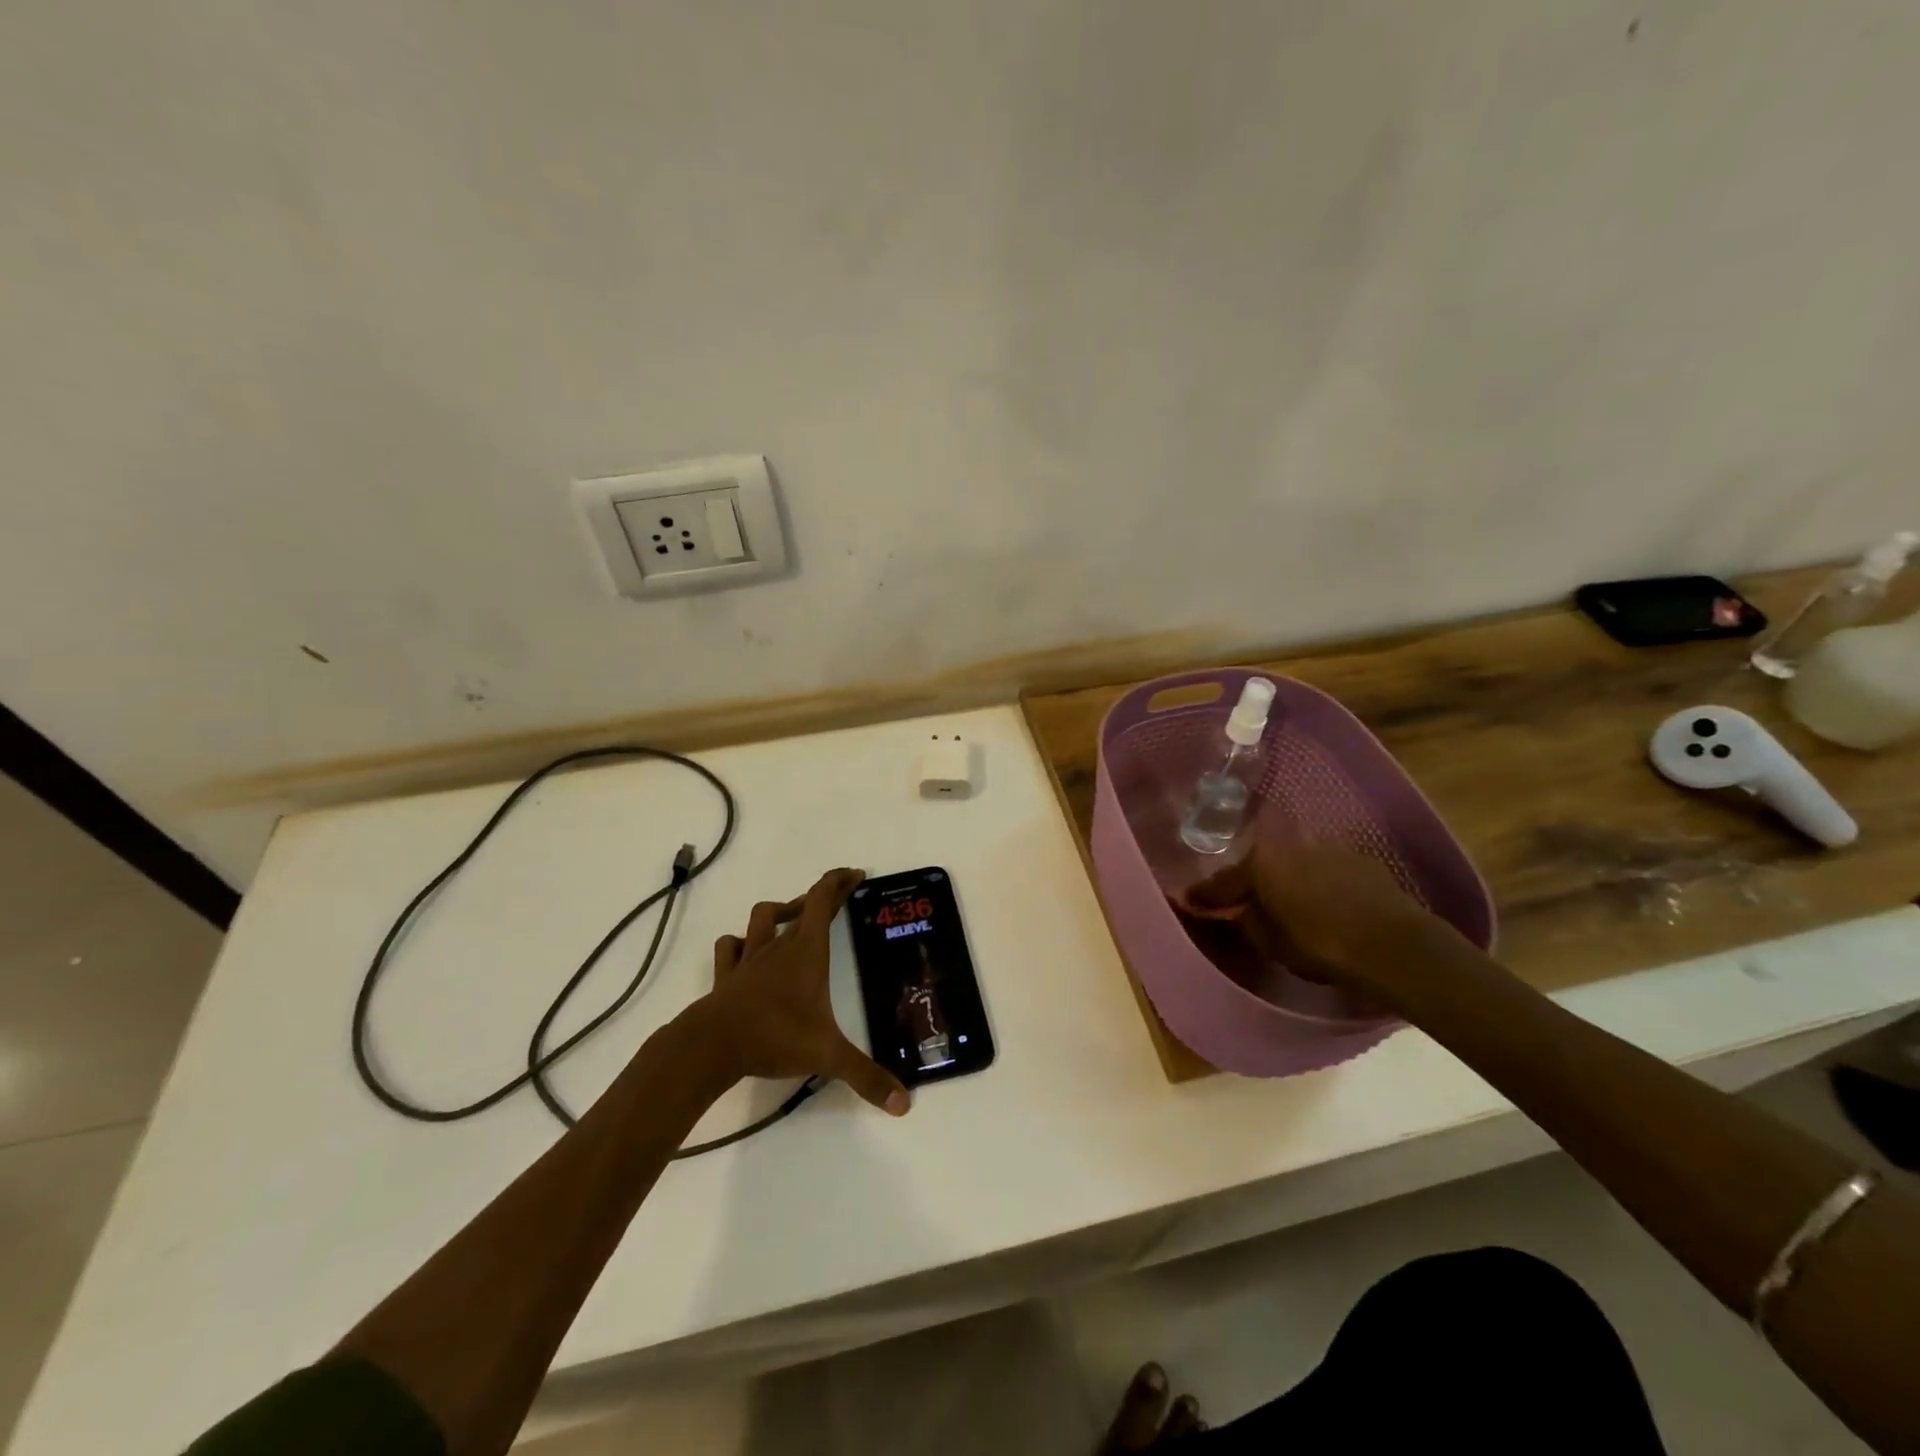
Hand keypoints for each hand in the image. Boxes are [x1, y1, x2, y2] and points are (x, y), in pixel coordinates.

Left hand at [692, 868, 910, 1116]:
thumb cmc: (775, 1036)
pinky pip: (730, 947)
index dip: (839, 882)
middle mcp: (779, 946)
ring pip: (761, 917)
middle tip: (839, 898)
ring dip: (779, 912)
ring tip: (793, 919)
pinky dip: (739, 943)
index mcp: (807, 951)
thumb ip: (866, 1077)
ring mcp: (748, 959)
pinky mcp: (726, 976)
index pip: (823, 900)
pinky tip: (745, 951)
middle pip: (801, 906)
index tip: (855, 874)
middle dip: (821, 897)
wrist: (712, 1046)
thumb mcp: (828, 1056)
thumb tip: (904, 1104)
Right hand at [1184, 834, 1438, 1005]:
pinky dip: (1317, 879)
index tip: (1188, 900)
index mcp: (1262, 862)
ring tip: (1283, 896)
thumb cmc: (1322, 946)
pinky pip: (1326, 867)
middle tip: (1240, 895)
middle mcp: (1291, 843)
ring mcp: (1329, 847)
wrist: (1395, 947)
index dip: (1206, 894)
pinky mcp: (1360, 858)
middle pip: (1260, 861)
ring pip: (1295, 859)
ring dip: (1286, 875)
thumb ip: (1249, 922)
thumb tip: (1238, 911)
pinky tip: (1321, 897)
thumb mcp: (1273, 943)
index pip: (1224, 880)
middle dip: (1249, 877)